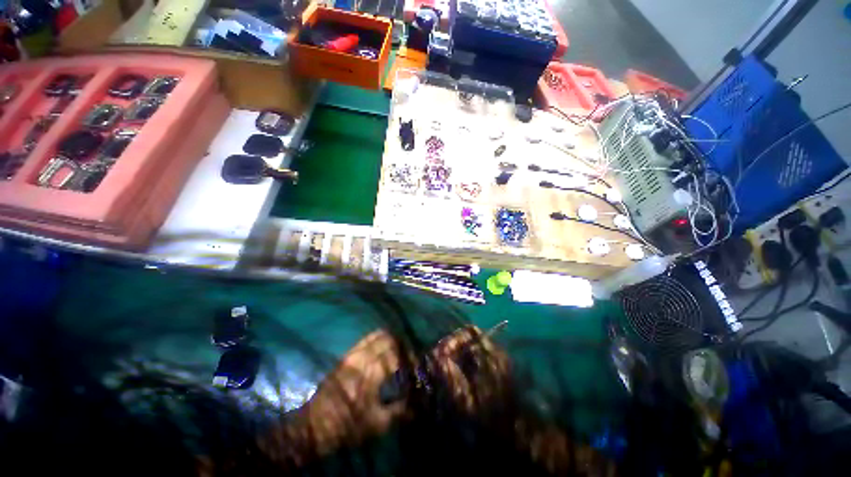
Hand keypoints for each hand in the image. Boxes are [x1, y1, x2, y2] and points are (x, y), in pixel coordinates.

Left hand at [302, 330, 407, 452]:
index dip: (411, 360)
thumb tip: (417, 404)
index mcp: (372, 373)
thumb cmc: (347, 426)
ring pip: (379, 335)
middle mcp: (364, 357)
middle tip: (409, 358)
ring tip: (398, 351)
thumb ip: (400, 411)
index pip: (398, 357)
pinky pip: (366, 339)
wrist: (313, 426)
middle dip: (403, 347)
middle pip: (390, 340)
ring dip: (392, 340)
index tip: (417, 367)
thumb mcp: (377, 424)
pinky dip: (379, 339)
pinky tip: (383, 348)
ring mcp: (354, 353)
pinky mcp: (347, 354)